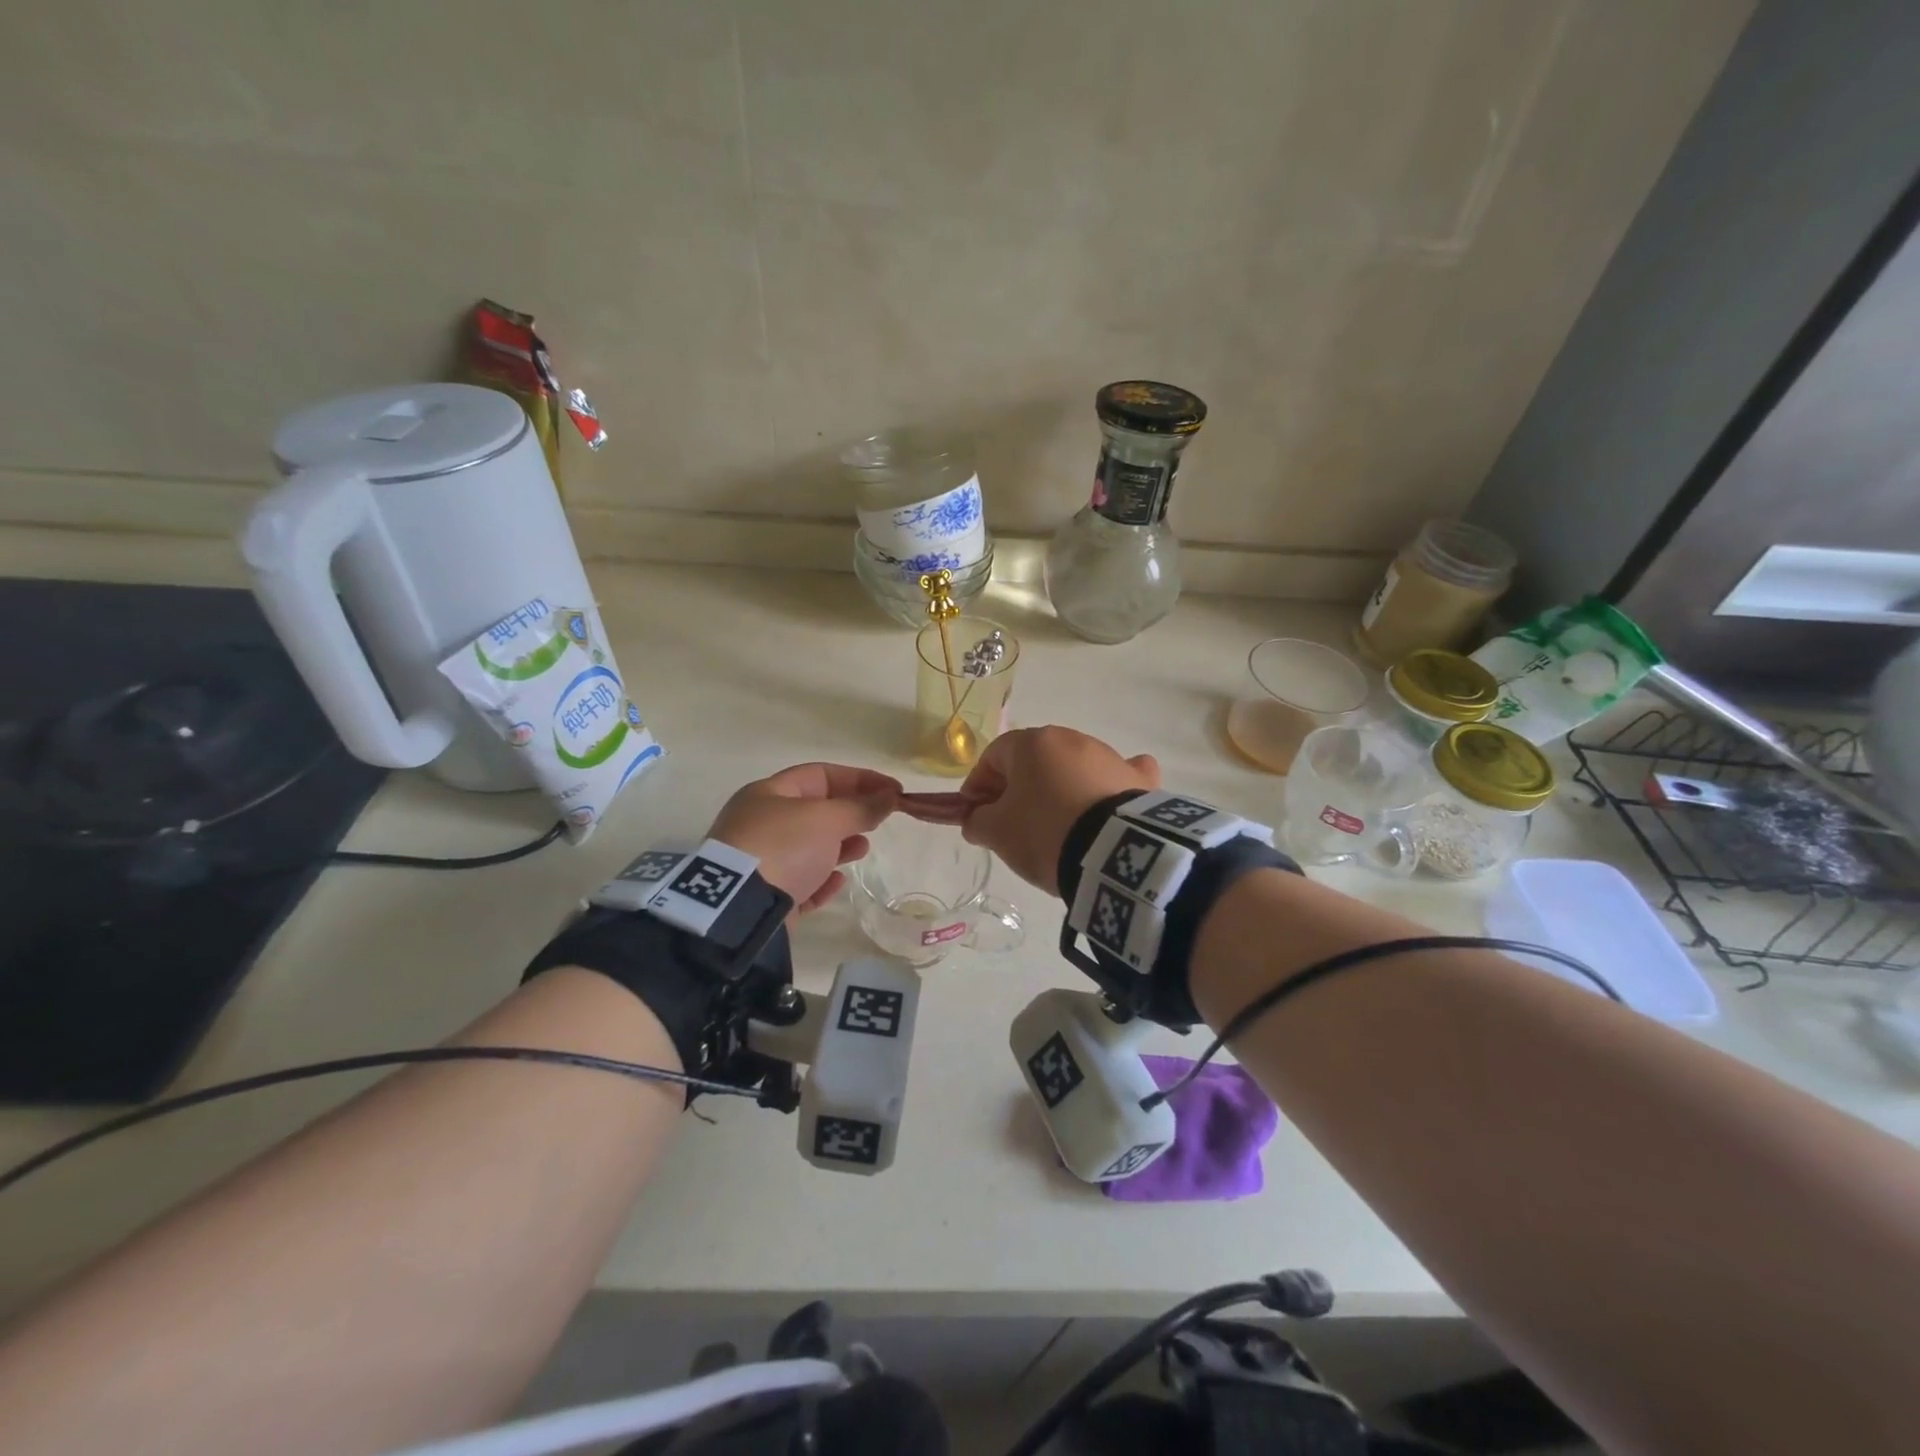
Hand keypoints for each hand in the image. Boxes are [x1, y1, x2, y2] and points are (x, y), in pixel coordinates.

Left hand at [708, 763, 900, 914]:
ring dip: (839, 846)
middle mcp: (761, 823)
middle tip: (879, 821)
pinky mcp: (765, 897)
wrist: (739, 908)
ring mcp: (761, 861)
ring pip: (808, 847)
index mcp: (768, 794)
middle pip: (815, 811)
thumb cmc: (784, 846)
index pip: (821, 775)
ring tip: (863, 849)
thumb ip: (861, 807)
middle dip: (850, 813)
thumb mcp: (827, 819)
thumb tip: (889, 797)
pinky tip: (838, 881)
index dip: (860, 778)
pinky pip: (800, 882)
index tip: (893, 790)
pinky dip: (822, 880)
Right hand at [957, 727, 1159, 894]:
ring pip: (1073, 769)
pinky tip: (1105, 807)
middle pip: (1034, 761)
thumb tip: (976, 819)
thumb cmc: (1044, 832)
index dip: (978, 786)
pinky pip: (1117, 776)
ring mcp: (1110, 756)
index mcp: (1033, 743)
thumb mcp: (997, 832)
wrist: (1115, 853)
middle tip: (1013, 824)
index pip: (993, 756)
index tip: (975, 816)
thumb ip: (977, 821)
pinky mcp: (1138, 779)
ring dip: (1059, 790)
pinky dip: (1107, 788)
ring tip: (1057, 829)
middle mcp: (1071, 739)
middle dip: (1019, 788)